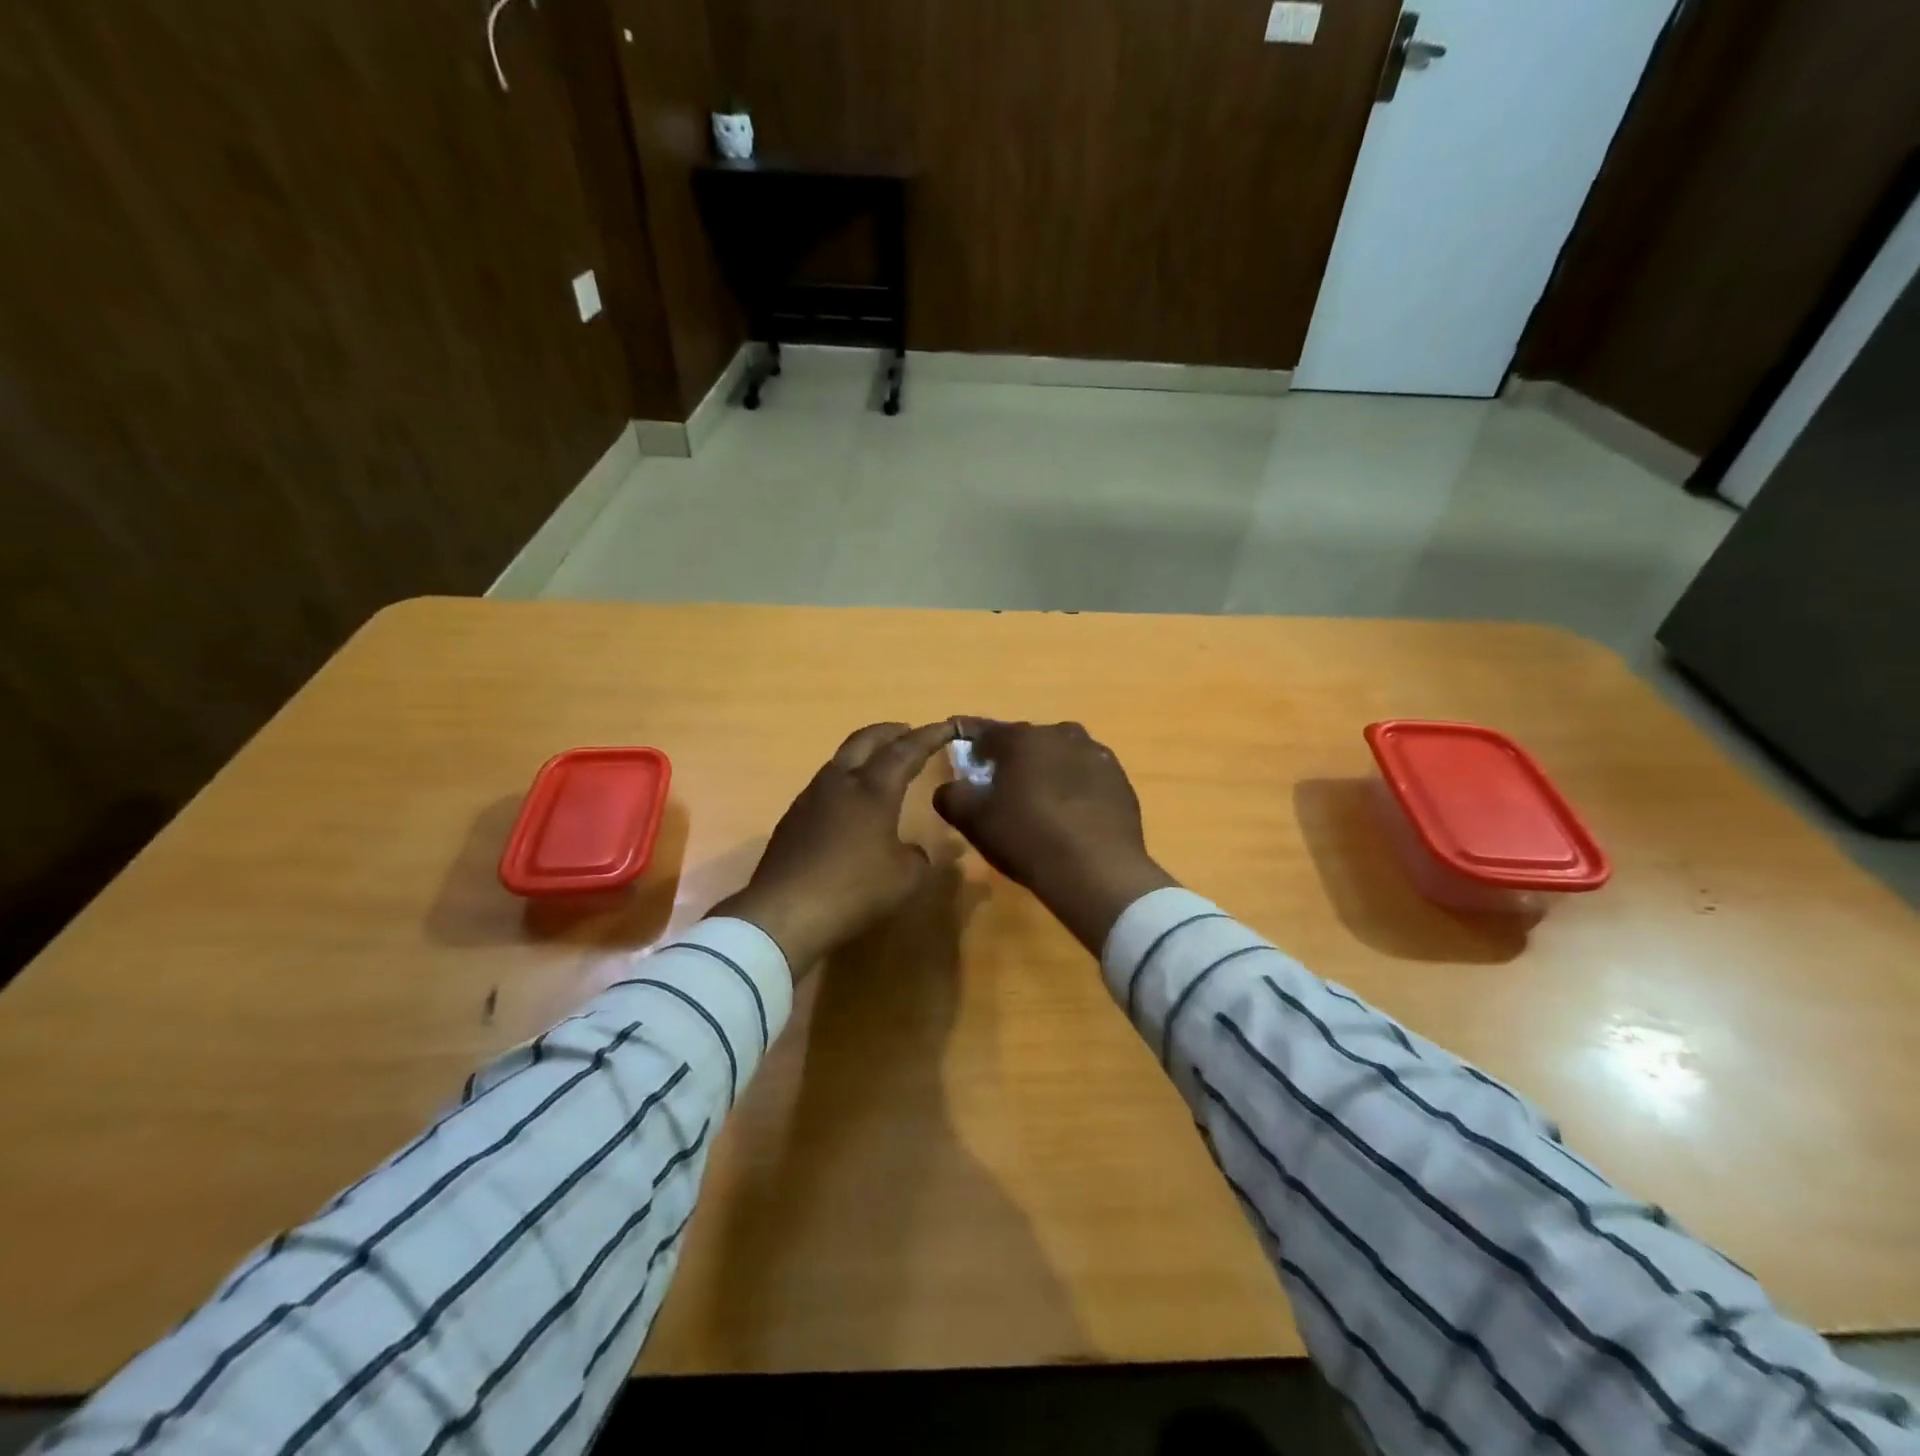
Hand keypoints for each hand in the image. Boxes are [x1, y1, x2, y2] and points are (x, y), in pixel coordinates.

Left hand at [715, 720, 959, 976]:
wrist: (783, 913)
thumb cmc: (853, 890)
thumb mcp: (905, 879)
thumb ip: (917, 857)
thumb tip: (912, 851)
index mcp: (873, 790)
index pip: (906, 751)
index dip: (929, 736)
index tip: (946, 726)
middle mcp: (840, 783)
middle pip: (865, 740)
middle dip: (890, 731)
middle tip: (908, 730)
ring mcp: (810, 798)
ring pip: (840, 760)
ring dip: (863, 753)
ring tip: (879, 763)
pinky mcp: (792, 819)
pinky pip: (825, 785)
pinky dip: (845, 780)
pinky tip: (849, 802)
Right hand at [934, 720, 1175, 953]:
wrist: (1097, 871)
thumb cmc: (1027, 838)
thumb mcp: (974, 820)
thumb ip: (952, 796)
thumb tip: (950, 788)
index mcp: (1023, 739)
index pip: (987, 731)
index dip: (970, 741)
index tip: (963, 753)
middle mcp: (1061, 735)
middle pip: (1028, 741)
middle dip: (1012, 757)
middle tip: (1001, 785)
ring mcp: (1096, 755)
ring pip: (1061, 754)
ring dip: (1047, 768)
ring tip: (1040, 799)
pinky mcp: (1120, 780)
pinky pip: (1087, 775)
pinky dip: (1075, 786)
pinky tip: (1071, 814)